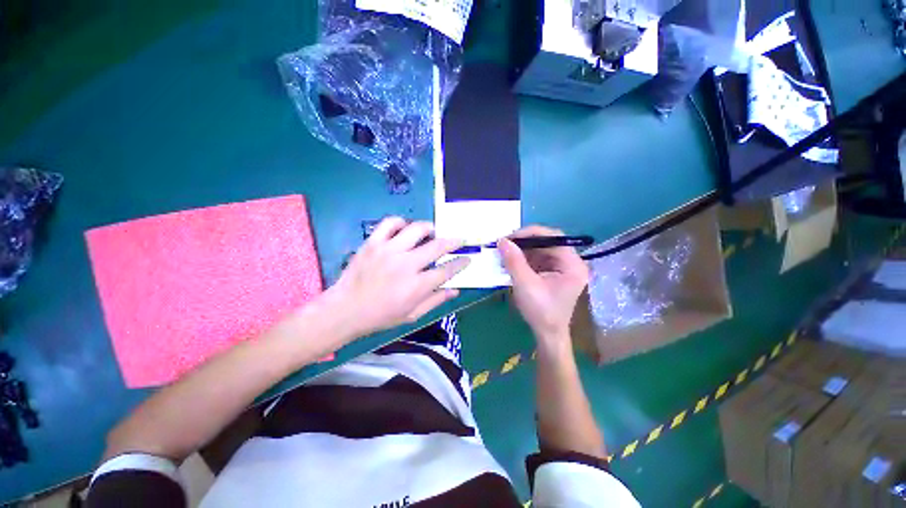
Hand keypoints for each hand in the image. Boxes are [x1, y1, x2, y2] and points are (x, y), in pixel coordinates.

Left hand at [325, 217, 469, 338]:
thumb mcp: (412, 315)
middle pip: (437, 246)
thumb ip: (435, 301)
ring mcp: (388, 250)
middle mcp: (406, 265)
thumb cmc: (381, 316)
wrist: (345, 310)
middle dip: (453, 241)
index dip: (460, 263)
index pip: (447, 270)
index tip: (467, 258)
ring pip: (416, 229)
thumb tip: (455, 290)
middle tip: (458, 240)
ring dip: (429, 228)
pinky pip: (390, 223)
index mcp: (417, 286)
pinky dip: (401, 222)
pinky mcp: (373, 243)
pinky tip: (404, 229)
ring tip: (432, 232)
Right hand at [498, 226, 588, 351]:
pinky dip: (524, 258)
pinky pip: (538, 258)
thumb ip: (514, 261)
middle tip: (505, 244)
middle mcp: (571, 262)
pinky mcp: (553, 272)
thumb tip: (502, 240)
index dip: (531, 233)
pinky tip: (511, 261)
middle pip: (547, 242)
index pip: (554, 237)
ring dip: (522, 250)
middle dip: (525, 242)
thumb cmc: (541, 311)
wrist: (547, 334)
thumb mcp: (525, 284)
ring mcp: (562, 267)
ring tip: (505, 253)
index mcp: (572, 265)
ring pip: (541, 249)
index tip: (510, 237)